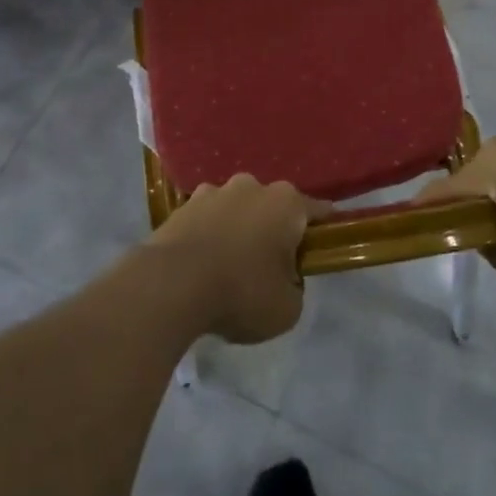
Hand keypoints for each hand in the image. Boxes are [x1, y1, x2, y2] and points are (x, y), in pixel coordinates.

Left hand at [148, 176, 331, 342]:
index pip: (318, 211)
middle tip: (270, 267)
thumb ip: (295, 287)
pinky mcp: (182, 205)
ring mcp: (214, 191)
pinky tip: (202, 264)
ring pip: (237, 209)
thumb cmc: (241, 293)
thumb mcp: (288, 308)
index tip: (322, 249)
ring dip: (238, 230)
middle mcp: (252, 186)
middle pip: (273, 207)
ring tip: (229, 266)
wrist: (172, 285)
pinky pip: (206, 220)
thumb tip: (284, 278)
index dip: (323, 231)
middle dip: (274, 230)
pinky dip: (209, 236)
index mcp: (286, 203)